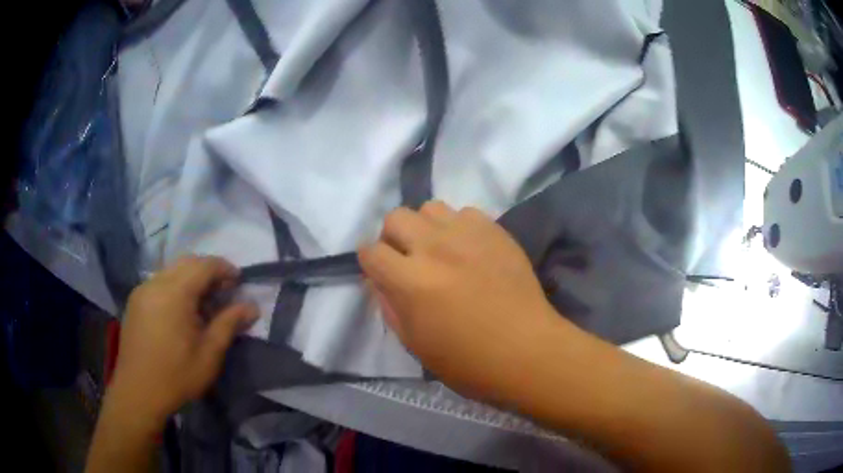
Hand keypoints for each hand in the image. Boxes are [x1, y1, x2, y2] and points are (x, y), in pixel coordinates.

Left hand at [109, 256, 257, 428]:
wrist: (138, 393)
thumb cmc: (177, 376)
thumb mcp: (209, 354)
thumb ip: (229, 324)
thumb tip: (252, 307)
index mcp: (175, 292)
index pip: (204, 265)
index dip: (224, 268)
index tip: (239, 281)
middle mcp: (156, 283)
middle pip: (186, 262)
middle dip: (208, 271)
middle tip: (224, 290)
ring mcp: (142, 290)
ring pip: (171, 271)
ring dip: (191, 278)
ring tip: (204, 302)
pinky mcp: (135, 301)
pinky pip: (159, 282)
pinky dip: (175, 286)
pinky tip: (181, 311)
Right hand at [358, 201, 578, 401]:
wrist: (526, 350)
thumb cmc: (468, 361)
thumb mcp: (415, 344)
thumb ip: (390, 306)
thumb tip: (381, 280)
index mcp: (410, 281)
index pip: (370, 251)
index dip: (371, 262)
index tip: (382, 273)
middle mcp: (434, 248)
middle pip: (395, 217)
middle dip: (394, 237)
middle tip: (409, 259)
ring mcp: (467, 235)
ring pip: (430, 208)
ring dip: (426, 227)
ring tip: (440, 250)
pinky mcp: (495, 230)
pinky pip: (465, 213)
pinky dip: (459, 227)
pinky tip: (470, 249)